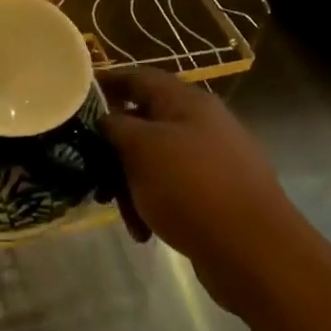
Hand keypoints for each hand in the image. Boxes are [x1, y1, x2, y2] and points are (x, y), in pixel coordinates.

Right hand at [99, 68, 296, 311]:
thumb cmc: (192, 187)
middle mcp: (201, 123)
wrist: (256, 253)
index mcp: (186, 101)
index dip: (105, 82)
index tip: (75, 97)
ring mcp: (212, 160)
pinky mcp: (217, 196)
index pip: (137, 77)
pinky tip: (145, 233)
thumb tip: (104, 120)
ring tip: (124, 216)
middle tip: (93, 175)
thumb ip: (115, 126)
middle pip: (143, 123)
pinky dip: (153, 204)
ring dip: (131, 184)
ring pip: (155, 161)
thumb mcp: (141, 149)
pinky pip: (173, 190)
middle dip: (115, 150)